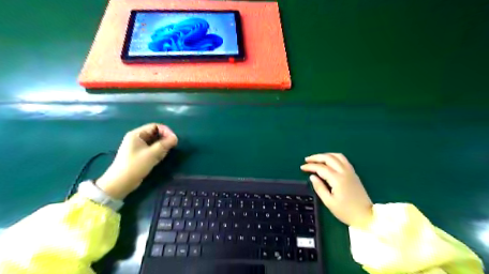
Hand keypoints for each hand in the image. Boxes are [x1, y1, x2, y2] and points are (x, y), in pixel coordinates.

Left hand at [96, 123, 178, 198]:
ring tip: (164, 154)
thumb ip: (165, 144)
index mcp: (137, 134)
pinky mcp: (140, 155)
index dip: (166, 131)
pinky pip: (152, 149)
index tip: (174, 139)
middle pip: (155, 133)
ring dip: (162, 146)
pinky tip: (160, 158)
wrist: (121, 183)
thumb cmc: (135, 166)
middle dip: (165, 139)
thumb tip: (175, 138)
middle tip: (172, 147)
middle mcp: (137, 138)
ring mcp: (138, 147)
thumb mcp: (152, 154)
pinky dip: (158, 151)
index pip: (155, 126)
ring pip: (155, 142)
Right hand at [300, 153, 372, 227]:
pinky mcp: (353, 173)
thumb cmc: (346, 211)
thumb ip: (319, 188)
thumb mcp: (329, 202)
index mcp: (337, 179)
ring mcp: (350, 171)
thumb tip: (312, 177)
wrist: (366, 216)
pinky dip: (334, 157)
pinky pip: (343, 159)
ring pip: (337, 156)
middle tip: (307, 160)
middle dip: (316, 157)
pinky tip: (329, 161)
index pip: (321, 168)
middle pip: (329, 158)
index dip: (310, 166)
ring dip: (325, 155)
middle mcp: (344, 172)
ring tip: (317, 159)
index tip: (302, 168)